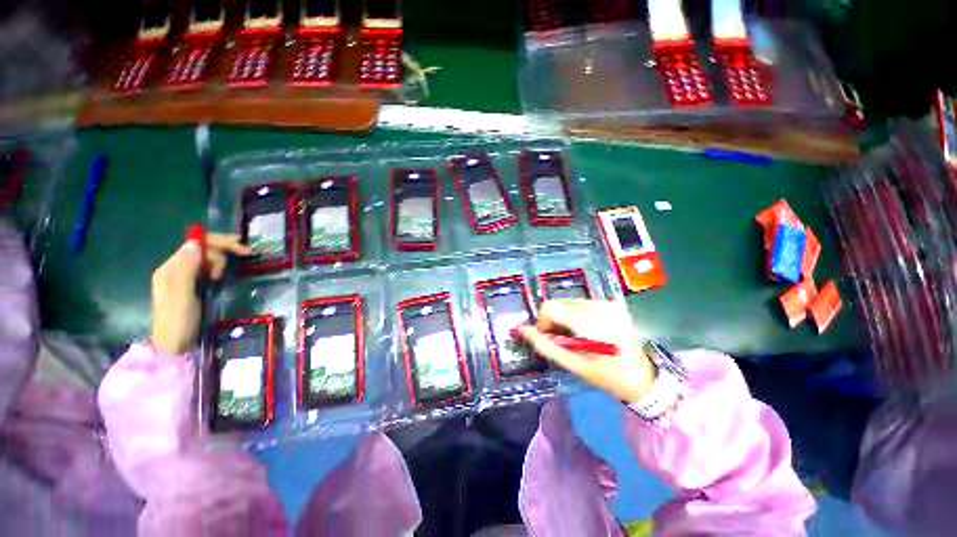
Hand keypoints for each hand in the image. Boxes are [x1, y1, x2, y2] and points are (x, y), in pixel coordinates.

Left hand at [150, 233, 250, 355]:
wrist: (174, 347)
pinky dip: (217, 269)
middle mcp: (175, 269)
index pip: (196, 243)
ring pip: (206, 259)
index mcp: (170, 268)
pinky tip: (221, 278)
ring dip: (219, 263)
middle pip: (202, 249)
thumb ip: (187, 269)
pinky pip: (206, 270)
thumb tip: (196, 242)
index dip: (220, 243)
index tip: (243, 250)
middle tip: (232, 267)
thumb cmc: (178, 321)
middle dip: (221, 253)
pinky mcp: (191, 287)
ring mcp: (183, 278)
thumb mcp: (183, 295)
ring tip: (222, 277)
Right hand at [516, 299, 655, 403]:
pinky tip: (585, 332)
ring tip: (576, 338)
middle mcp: (599, 306)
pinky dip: (575, 316)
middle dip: (554, 321)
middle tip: (563, 341)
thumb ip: (545, 346)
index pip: (551, 307)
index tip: (548, 338)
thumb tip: (522, 330)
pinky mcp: (610, 303)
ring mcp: (606, 303)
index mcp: (591, 322)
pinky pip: (580, 304)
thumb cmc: (607, 376)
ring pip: (568, 303)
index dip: (543, 322)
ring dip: (564, 319)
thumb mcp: (574, 365)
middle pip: (558, 304)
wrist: (643, 377)